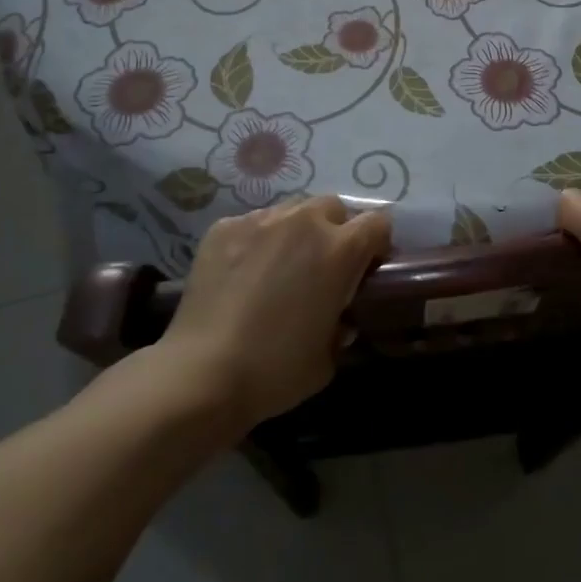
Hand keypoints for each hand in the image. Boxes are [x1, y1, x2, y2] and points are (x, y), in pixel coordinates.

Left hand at [158, 195, 389, 435]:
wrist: (202, 374)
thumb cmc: (276, 370)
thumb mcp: (329, 356)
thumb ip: (342, 325)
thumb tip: (339, 316)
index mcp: (340, 250)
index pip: (378, 223)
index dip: (377, 244)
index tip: (367, 268)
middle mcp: (304, 221)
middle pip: (333, 207)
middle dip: (335, 230)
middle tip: (322, 266)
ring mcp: (261, 220)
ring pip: (292, 209)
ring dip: (297, 230)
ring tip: (280, 264)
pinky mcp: (224, 227)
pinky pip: (253, 222)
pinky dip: (258, 240)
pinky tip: (243, 272)